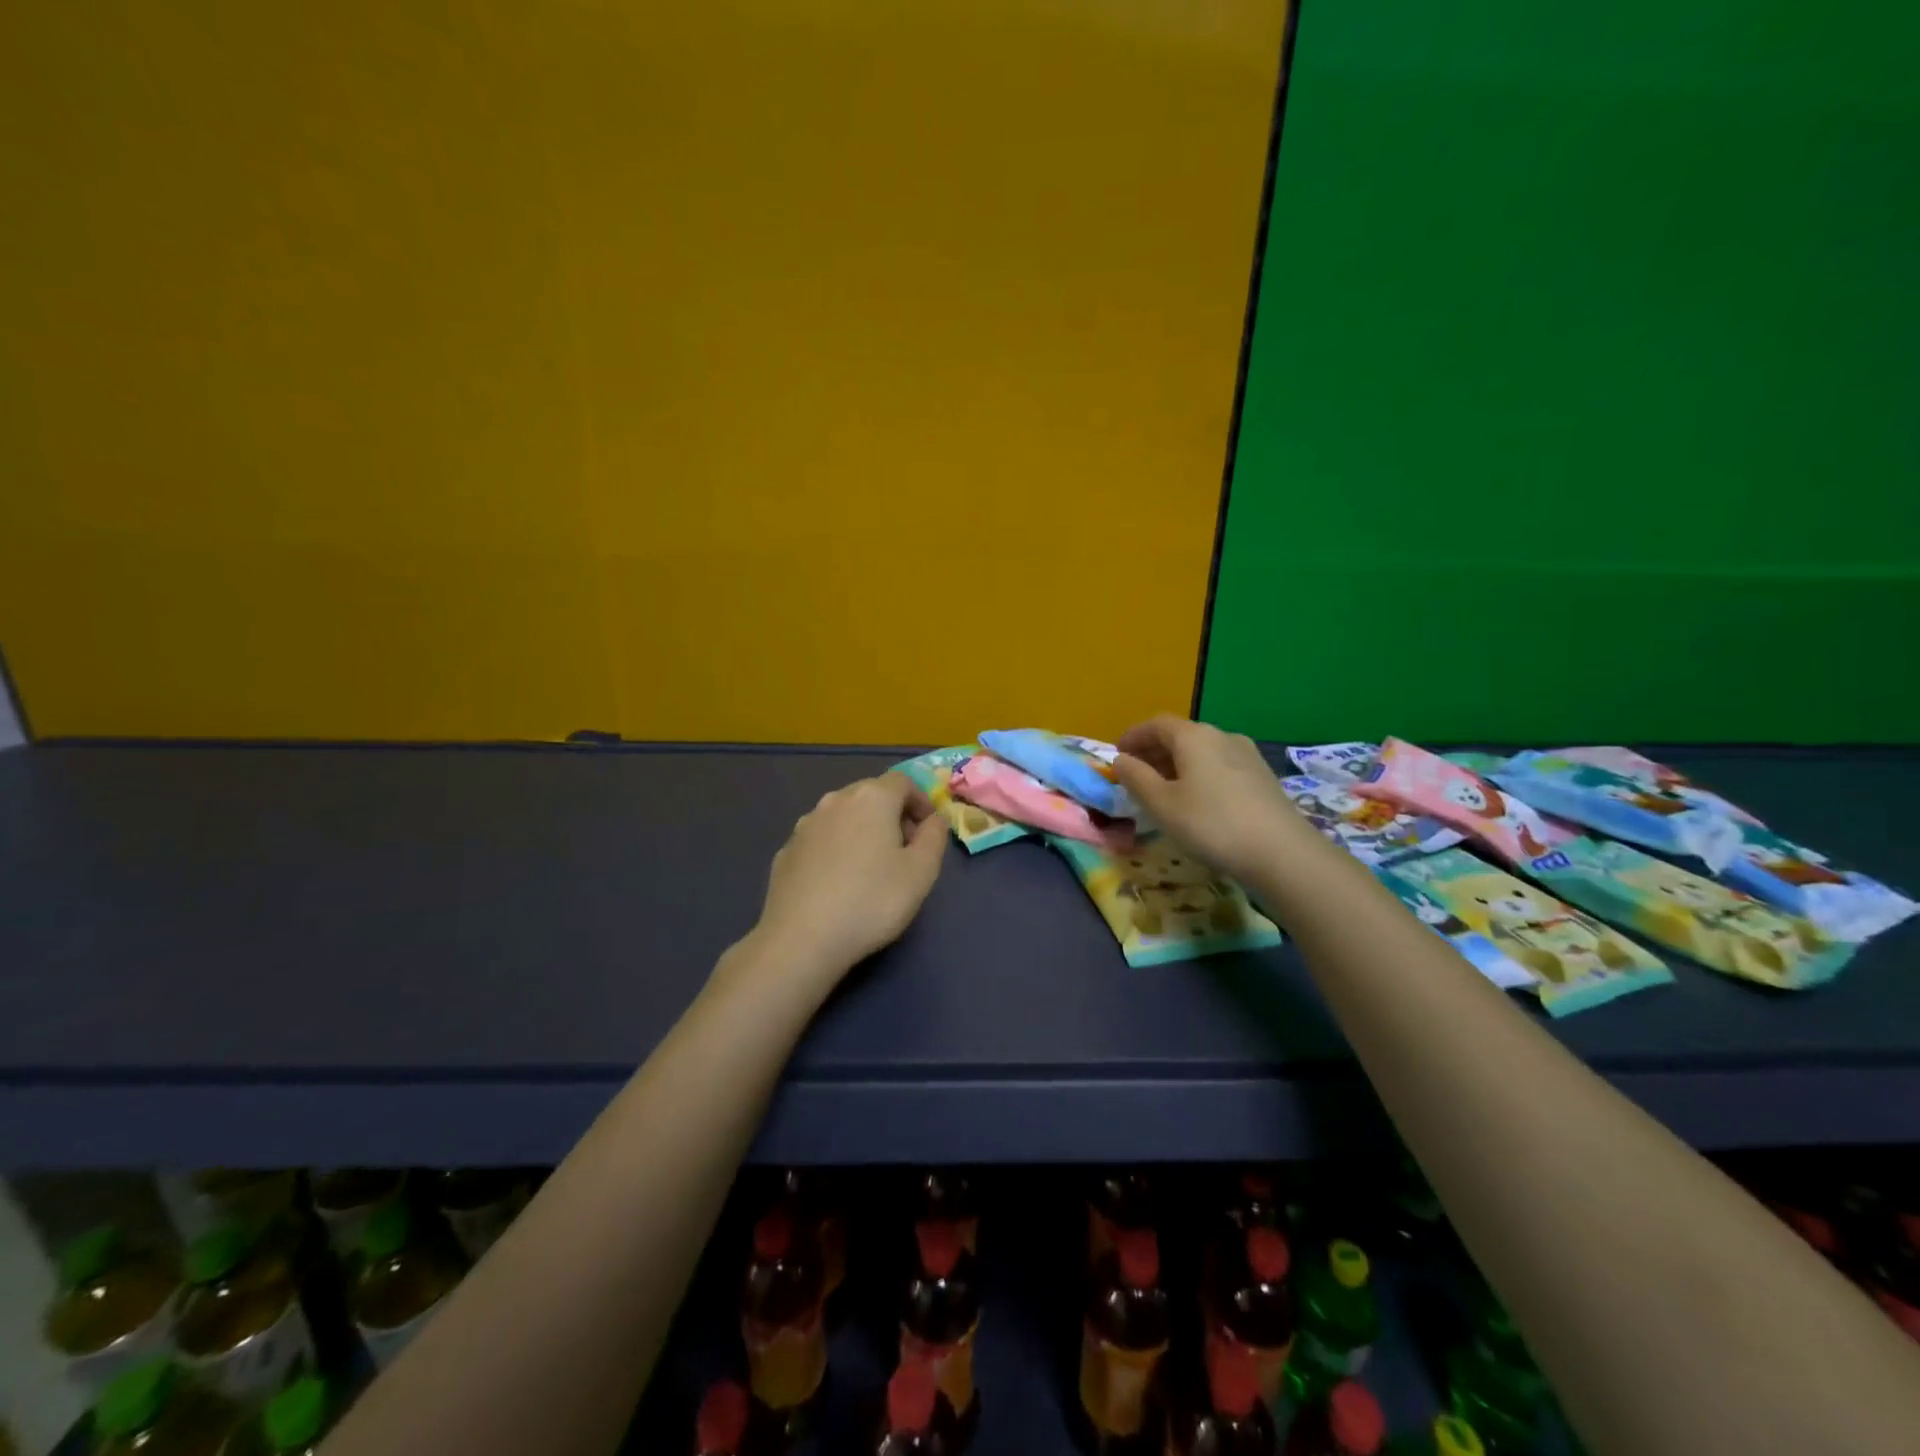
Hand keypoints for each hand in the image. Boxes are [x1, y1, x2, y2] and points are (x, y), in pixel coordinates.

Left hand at [747, 772, 949, 985]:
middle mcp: (835, 800)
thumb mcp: (921, 872)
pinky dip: (836, 849)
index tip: (928, 832)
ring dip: (863, 831)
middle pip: (871, 795)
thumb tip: (933, 820)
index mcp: (871, 798)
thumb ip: (935, 837)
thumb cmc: (872, 901)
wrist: (801, 939)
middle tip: (905, 850)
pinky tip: (839, 883)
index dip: (921, 802)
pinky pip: (821, 840)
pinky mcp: (786, 851)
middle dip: (893, 815)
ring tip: (872, 868)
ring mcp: (805, 825)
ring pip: (844, 816)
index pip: (903, 782)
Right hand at [1112, 715, 1305, 883]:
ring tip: (1165, 789)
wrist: (1282, 852)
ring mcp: (1247, 754)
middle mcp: (1222, 736)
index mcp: (1194, 736)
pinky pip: (1220, 765)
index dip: (1133, 736)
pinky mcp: (1262, 776)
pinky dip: (1200, 773)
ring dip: (1178, 763)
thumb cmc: (1211, 824)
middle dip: (1154, 751)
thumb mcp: (1162, 804)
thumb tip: (1121, 760)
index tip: (1118, 754)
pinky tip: (1198, 799)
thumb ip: (1136, 778)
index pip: (1156, 724)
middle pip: (1181, 735)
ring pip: (1202, 751)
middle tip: (1137, 774)